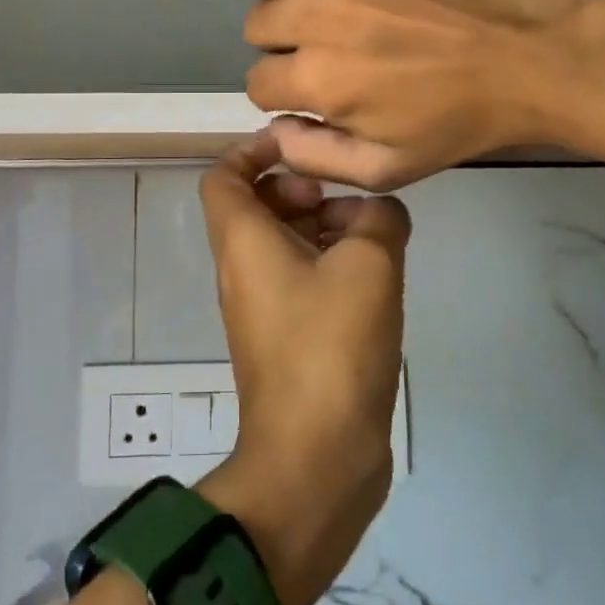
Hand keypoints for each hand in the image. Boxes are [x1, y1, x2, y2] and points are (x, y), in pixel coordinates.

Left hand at [195, 132, 410, 604]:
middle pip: (255, 206)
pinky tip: (377, 275)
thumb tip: (379, 211)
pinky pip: (300, 281)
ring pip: (282, 244)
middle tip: (343, 196)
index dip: (255, 150)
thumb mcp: (369, 264)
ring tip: (374, 232)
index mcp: (243, 242)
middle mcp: (242, 270)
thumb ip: (379, 218)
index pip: (224, 175)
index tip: (302, 145)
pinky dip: (330, 264)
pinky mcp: (288, 339)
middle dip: (299, 188)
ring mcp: (263, 308)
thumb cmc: (331, 346)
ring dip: (322, 227)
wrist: (316, 458)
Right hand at [234, 0, 593, 189]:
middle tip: (321, 47)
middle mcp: (319, 13)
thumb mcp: (387, 169)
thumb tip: (273, 128)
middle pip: (254, 23)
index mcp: (321, 78)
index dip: (283, 93)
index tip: (315, 90)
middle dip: (279, 45)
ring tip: (317, 4)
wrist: (532, 57)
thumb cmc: (459, 120)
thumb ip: (313, 157)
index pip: (256, 82)